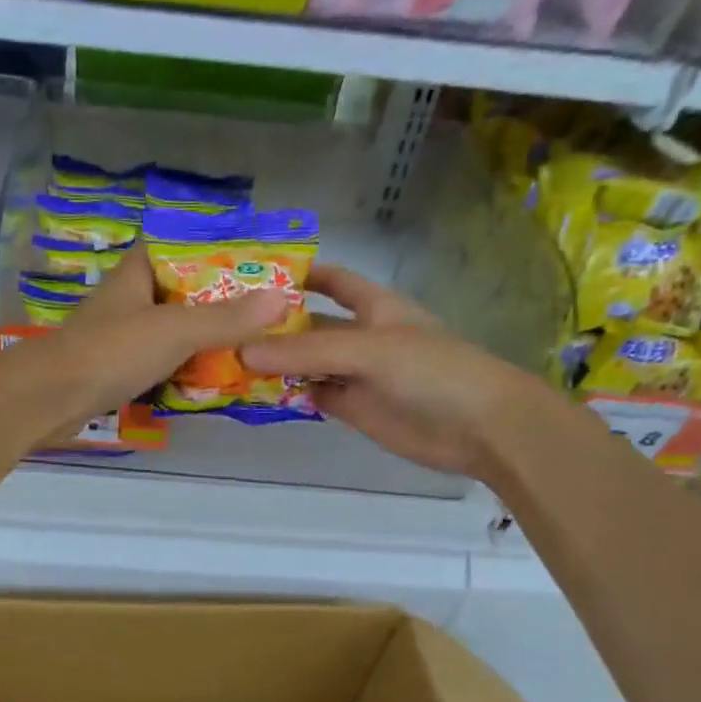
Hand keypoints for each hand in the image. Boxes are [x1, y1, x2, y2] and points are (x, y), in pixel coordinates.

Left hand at [14, 249, 289, 429]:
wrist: (50, 398)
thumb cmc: (112, 351)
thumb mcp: (176, 330)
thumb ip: (226, 317)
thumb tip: (280, 297)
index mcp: (138, 273)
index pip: (178, 246)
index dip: (214, 250)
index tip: (253, 263)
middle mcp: (128, 298)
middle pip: (181, 291)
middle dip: (218, 301)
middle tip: (263, 312)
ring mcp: (120, 335)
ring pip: (170, 329)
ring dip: (202, 338)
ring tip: (248, 345)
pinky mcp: (116, 369)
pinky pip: (159, 361)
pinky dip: (183, 367)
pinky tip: (211, 378)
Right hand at [238, 265, 547, 476]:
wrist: (480, 428)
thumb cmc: (432, 371)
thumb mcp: (368, 350)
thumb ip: (307, 351)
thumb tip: (242, 352)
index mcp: (373, 305)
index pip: (332, 280)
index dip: (298, 273)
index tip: (251, 274)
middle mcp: (361, 335)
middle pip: (310, 324)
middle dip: (273, 324)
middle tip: (220, 325)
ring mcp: (356, 374)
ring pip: (306, 363)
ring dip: (274, 362)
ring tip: (224, 359)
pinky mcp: (353, 407)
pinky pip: (313, 394)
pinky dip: (287, 394)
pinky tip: (253, 392)